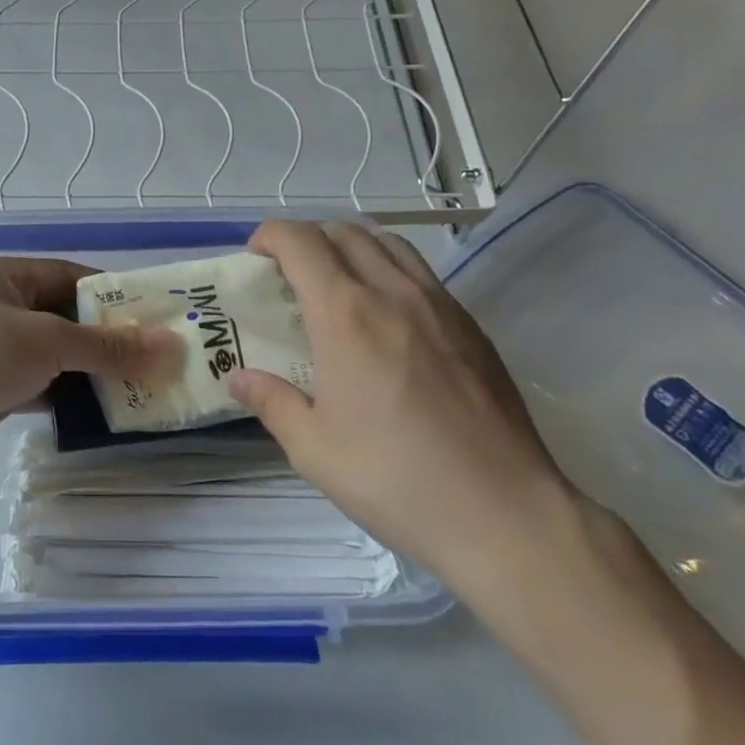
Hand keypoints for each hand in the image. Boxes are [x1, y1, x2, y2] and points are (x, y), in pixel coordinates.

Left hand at [0, 257, 172, 474]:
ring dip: (89, 370)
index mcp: (5, 275)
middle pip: (63, 317)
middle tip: (152, 354)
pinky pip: (40, 386)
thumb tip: (169, 347)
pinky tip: (103, 409)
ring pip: (53, 355)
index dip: (110, 293)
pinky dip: (68, 396)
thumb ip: (108, 346)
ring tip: (138, 383)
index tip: (150, 313)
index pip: (69, 275)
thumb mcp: (50, 340)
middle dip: (104, 337)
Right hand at [229, 221, 581, 602]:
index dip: (270, 236)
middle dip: (308, 238)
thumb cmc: (395, 479)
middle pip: (345, 231)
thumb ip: (271, 402)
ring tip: (337, 286)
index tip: (255, 257)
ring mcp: (440, 305)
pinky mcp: (472, 327)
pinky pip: (422, 274)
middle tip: (289, 273)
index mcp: (345, 314)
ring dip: (352, 247)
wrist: (504, 513)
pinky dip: (390, 271)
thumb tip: (240, 378)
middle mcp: (393, 293)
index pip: (301, 242)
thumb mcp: (313, 448)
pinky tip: (387, 319)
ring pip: (389, 244)